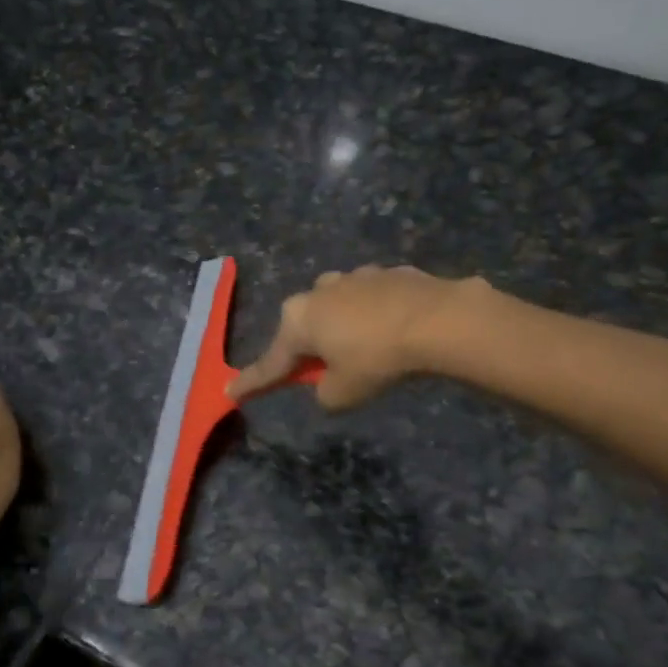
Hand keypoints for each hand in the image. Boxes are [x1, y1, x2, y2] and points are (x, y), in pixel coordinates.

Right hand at [229, 265, 486, 409]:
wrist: (436, 319)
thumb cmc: (377, 359)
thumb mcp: (343, 393)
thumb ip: (324, 392)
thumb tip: (327, 384)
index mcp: (299, 320)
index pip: (271, 361)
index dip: (253, 381)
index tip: (231, 390)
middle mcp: (319, 291)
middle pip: (304, 327)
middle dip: (309, 347)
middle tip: (324, 371)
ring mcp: (354, 276)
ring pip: (337, 306)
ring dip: (343, 326)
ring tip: (367, 348)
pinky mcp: (387, 273)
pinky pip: (371, 299)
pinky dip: (375, 315)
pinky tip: (395, 329)